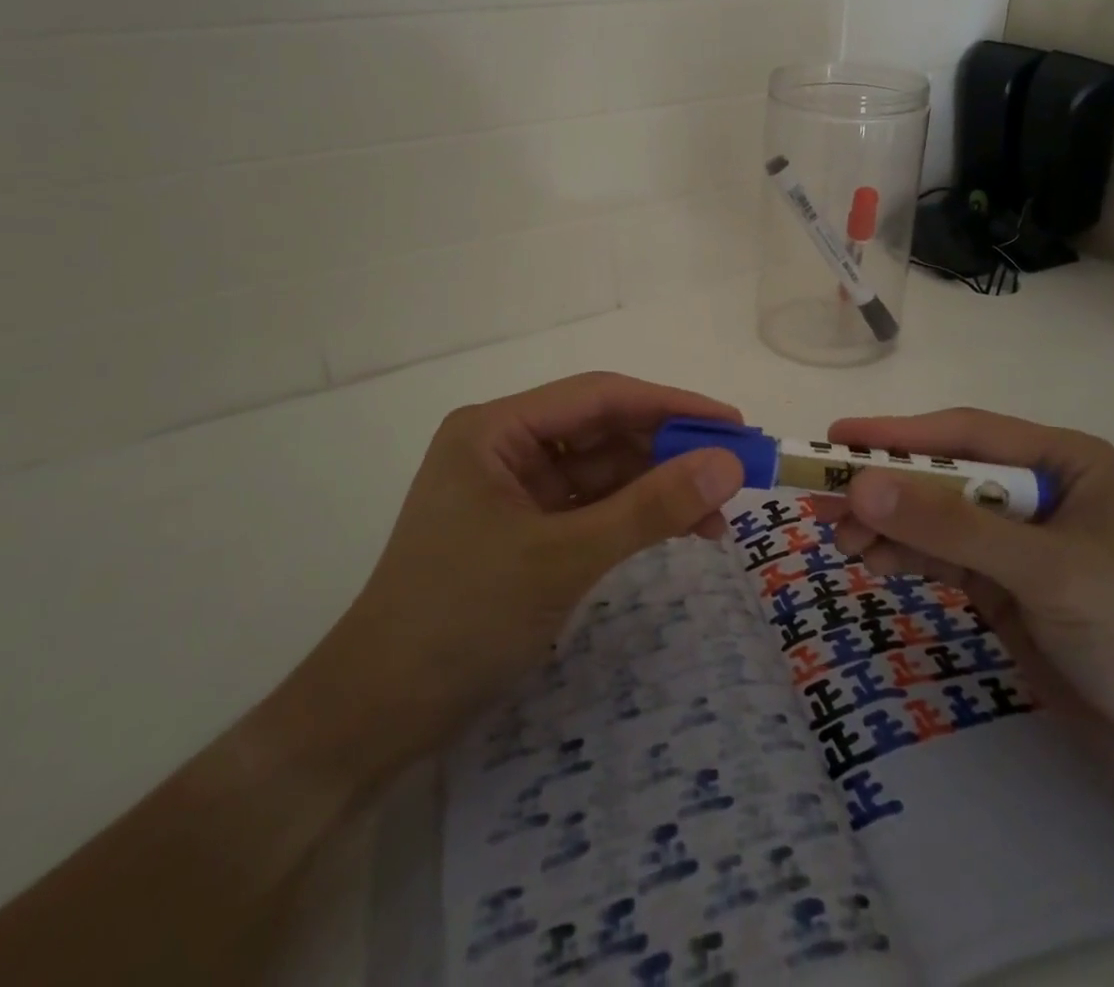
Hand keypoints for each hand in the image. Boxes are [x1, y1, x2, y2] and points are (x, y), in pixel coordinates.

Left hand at [327, 373, 744, 760]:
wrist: (377, 716)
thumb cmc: (461, 618)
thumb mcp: (564, 558)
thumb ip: (650, 508)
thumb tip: (730, 465)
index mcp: (497, 429)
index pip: (599, 397)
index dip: (671, 405)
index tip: (732, 423)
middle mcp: (505, 447)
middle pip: (603, 432)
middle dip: (669, 452)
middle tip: (736, 471)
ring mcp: (514, 491)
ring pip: (602, 472)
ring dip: (658, 489)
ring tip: (719, 516)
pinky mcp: (523, 531)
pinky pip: (591, 509)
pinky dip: (635, 518)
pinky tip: (681, 532)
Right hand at [818, 410, 1113, 753]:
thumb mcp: (1043, 569)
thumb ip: (951, 527)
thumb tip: (861, 487)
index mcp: (1062, 460)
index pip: (965, 434)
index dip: (898, 434)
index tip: (837, 438)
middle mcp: (1035, 488)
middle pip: (941, 474)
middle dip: (884, 486)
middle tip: (823, 494)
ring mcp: (1014, 537)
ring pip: (932, 516)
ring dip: (885, 524)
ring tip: (837, 535)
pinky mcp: (999, 581)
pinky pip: (938, 554)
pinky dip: (901, 554)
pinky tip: (868, 558)